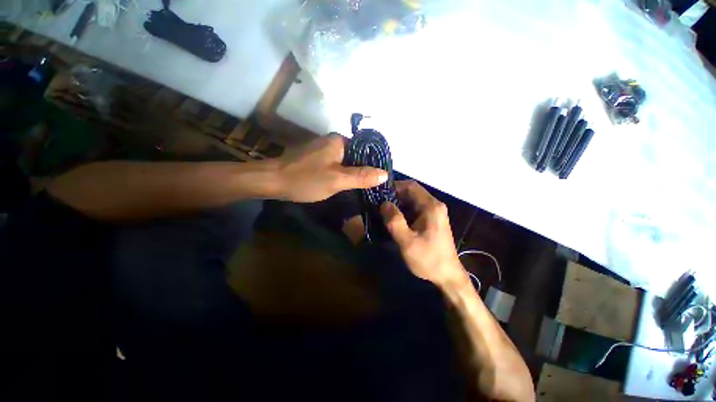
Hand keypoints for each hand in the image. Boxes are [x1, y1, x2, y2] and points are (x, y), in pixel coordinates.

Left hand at [274, 134, 387, 202]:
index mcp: (339, 141)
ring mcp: (323, 149)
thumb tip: (385, 174)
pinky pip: (335, 165)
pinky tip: (344, 184)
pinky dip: (342, 174)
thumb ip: (361, 177)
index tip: (379, 180)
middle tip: (372, 187)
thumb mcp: (337, 180)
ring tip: (362, 188)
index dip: (374, 165)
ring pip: (345, 161)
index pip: (365, 150)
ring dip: (353, 173)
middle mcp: (332, 141)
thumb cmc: (306, 179)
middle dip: (363, 170)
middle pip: (355, 156)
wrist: (272, 181)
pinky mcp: (316, 159)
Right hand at [380, 180, 467, 286]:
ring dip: (397, 204)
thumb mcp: (407, 242)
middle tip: (377, 203)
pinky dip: (402, 211)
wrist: (448, 276)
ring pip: (412, 201)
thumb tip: (384, 203)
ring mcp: (433, 213)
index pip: (411, 186)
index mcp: (431, 206)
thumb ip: (395, 221)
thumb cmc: (428, 259)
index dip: (394, 186)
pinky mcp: (431, 220)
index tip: (378, 193)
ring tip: (381, 211)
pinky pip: (414, 210)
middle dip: (393, 196)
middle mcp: (434, 205)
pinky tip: (392, 219)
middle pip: (411, 192)